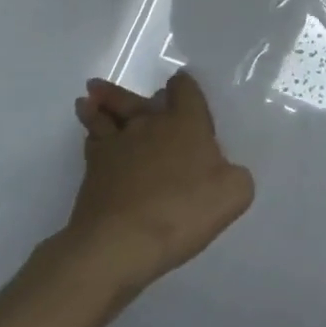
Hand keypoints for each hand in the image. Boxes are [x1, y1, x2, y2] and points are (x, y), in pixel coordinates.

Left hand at [63, 72, 254, 292]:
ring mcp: (117, 144)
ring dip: (101, 103)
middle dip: (131, 93)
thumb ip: (236, 175)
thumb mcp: (234, 194)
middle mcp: (150, 124)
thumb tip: (225, 171)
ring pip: (107, 114)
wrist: (121, 242)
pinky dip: (90, 130)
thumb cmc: (183, 211)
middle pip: (138, 99)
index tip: (180, 84)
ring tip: (90, 97)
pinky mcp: (93, 169)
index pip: (184, 90)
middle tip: (122, 89)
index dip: (184, 86)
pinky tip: (89, 133)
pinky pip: (91, 140)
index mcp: (186, 123)